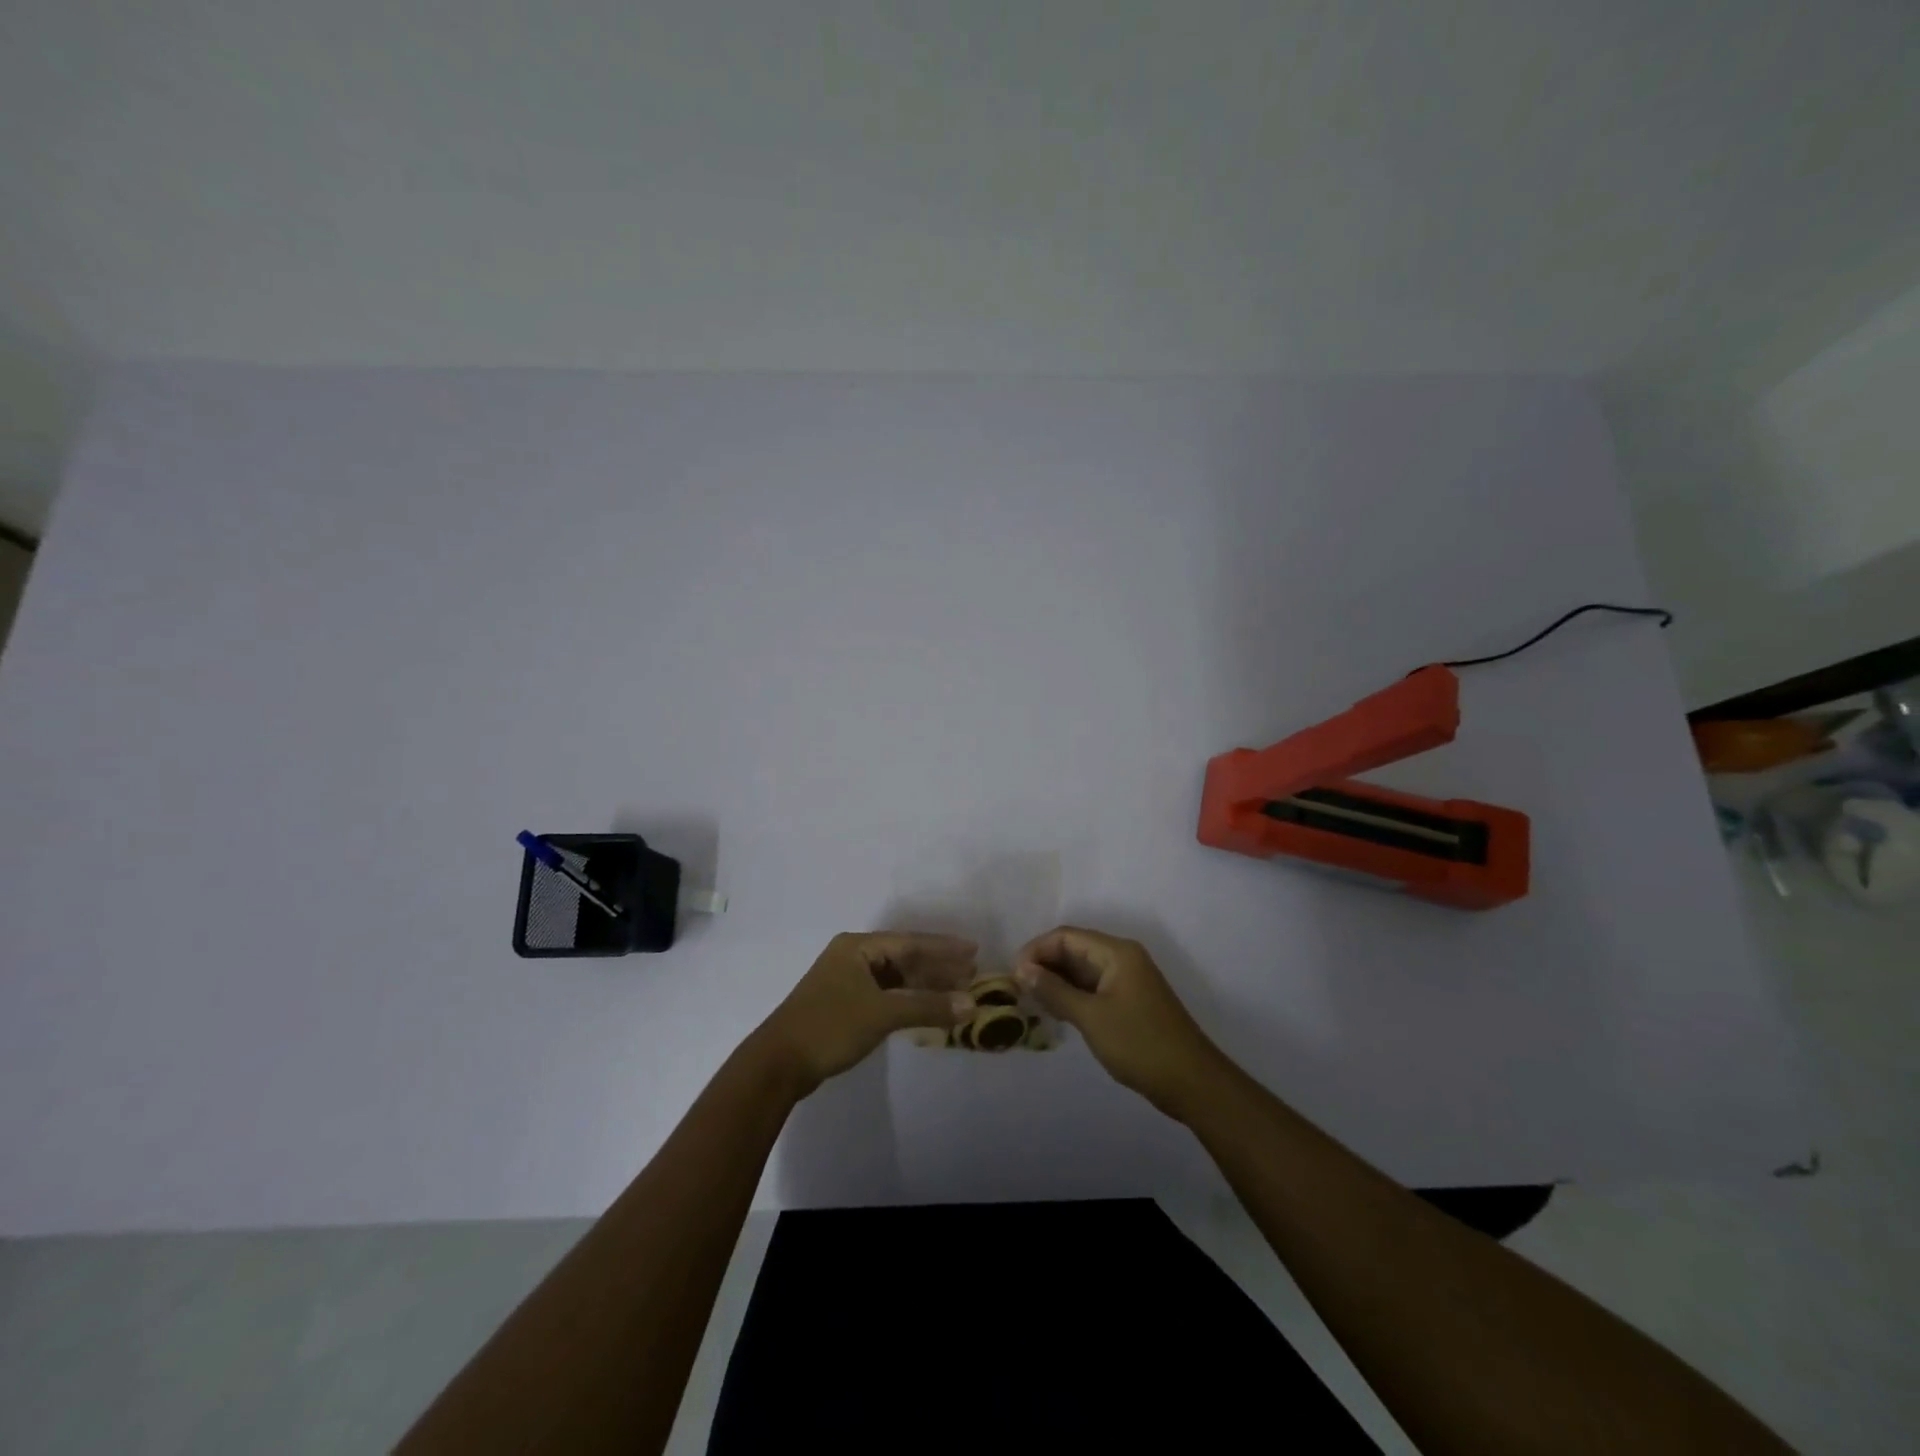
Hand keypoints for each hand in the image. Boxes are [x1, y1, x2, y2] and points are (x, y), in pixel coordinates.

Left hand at [758, 932, 978, 1096]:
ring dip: (924, 984)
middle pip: (903, 957)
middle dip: (937, 966)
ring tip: (957, 991)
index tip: (974, 951)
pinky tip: (927, 1007)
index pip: (910, 941)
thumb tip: (971, 1004)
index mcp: (857, 947)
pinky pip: (886, 994)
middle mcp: (852, 956)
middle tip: (971, 973)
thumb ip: (927, 1006)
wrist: (778, 1063)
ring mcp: (847, 981)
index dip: (944, 947)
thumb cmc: (830, 1027)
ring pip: (895, 977)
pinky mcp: (845, 1004)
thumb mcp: (882, 1014)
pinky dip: (908, 999)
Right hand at [1015, 926, 1227, 1118]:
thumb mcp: (1091, 1017)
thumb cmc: (1139, 1044)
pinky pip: (1093, 987)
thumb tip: (1022, 970)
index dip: (1036, 950)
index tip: (1013, 975)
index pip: (1066, 936)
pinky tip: (1054, 1011)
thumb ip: (1055, 991)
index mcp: (1116, 952)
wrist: (1191, 1082)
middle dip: (1044, 965)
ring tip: (1030, 1001)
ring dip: (1056, 981)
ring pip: (1082, 970)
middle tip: (1017, 989)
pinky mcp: (1129, 1002)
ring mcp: (1128, 980)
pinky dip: (1072, 995)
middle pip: (1074, 949)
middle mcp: (1122, 958)